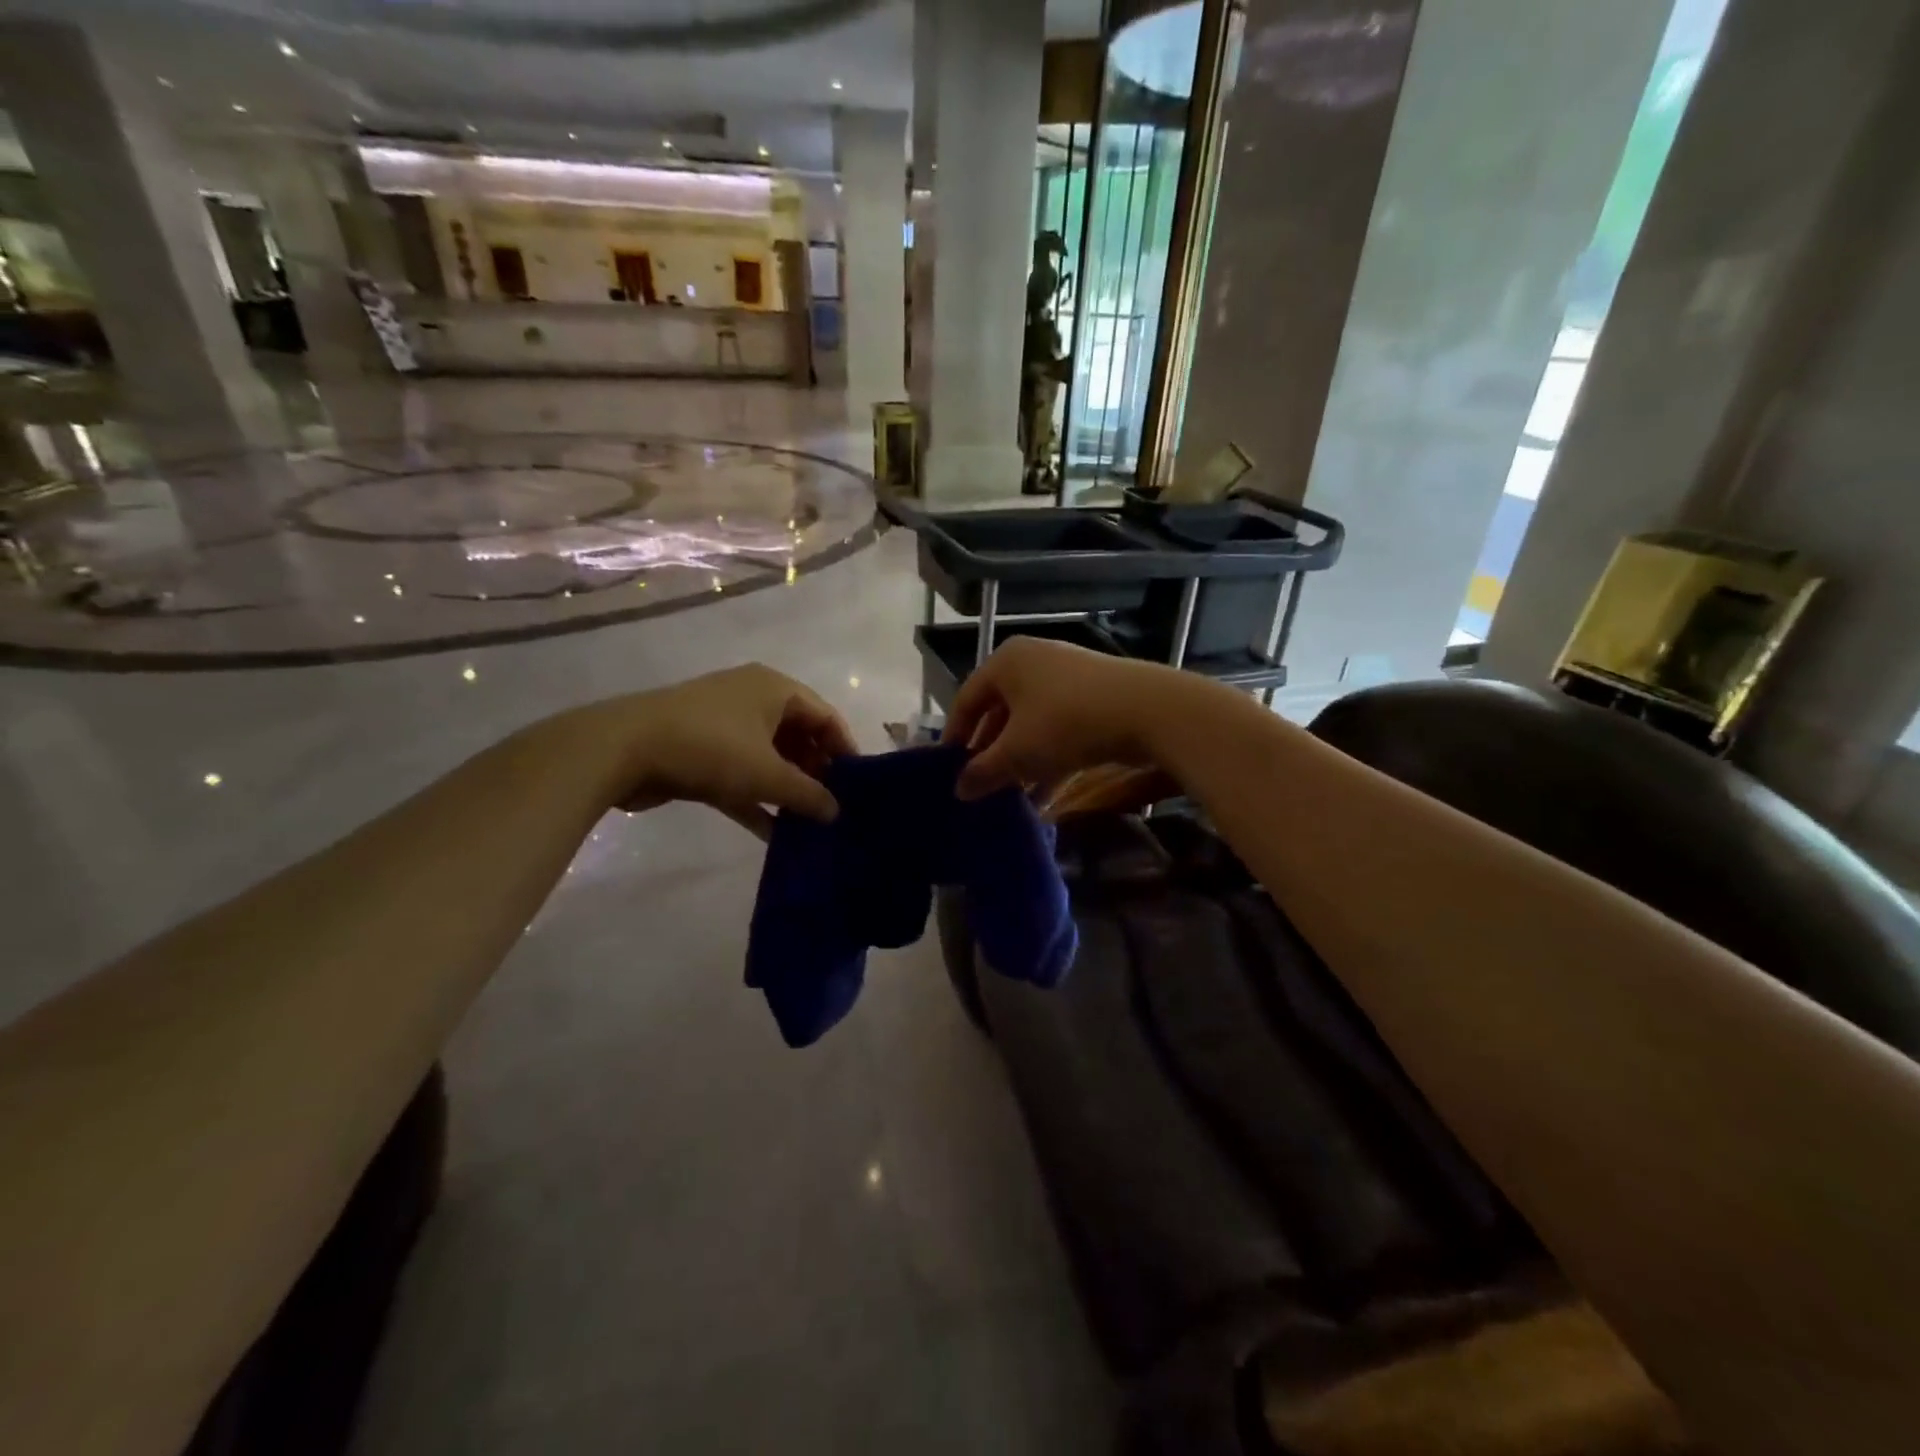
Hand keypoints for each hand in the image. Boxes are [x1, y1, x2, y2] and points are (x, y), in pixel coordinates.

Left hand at [556, 664, 855, 836]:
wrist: (622, 749)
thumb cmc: (711, 748)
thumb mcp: (767, 774)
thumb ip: (808, 794)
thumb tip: (836, 812)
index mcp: (775, 689)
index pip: (825, 716)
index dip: (845, 750)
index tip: (859, 786)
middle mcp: (752, 699)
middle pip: (797, 737)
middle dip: (815, 774)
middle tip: (833, 808)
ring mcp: (723, 725)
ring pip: (768, 758)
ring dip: (786, 790)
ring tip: (809, 824)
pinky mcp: (699, 751)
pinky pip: (740, 775)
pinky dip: (756, 799)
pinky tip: (773, 835)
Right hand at [943, 638, 1192, 800]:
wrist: (1148, 711)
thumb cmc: (1066, 723)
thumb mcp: (1017, 752)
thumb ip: (983, 771)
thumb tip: (959, 790)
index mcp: (1006, 662)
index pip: (967, 700)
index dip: (955, 737)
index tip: (949, 772)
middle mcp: (1033, 661)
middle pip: (1000, 712)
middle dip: (991, 753)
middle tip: (981, 786)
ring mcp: (1067, 677)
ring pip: (1030, 723)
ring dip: (1019, 761)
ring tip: (1011, 798)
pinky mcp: (1094, 696)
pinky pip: (1058, 728)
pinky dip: (1047, 758)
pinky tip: (1044, 797)